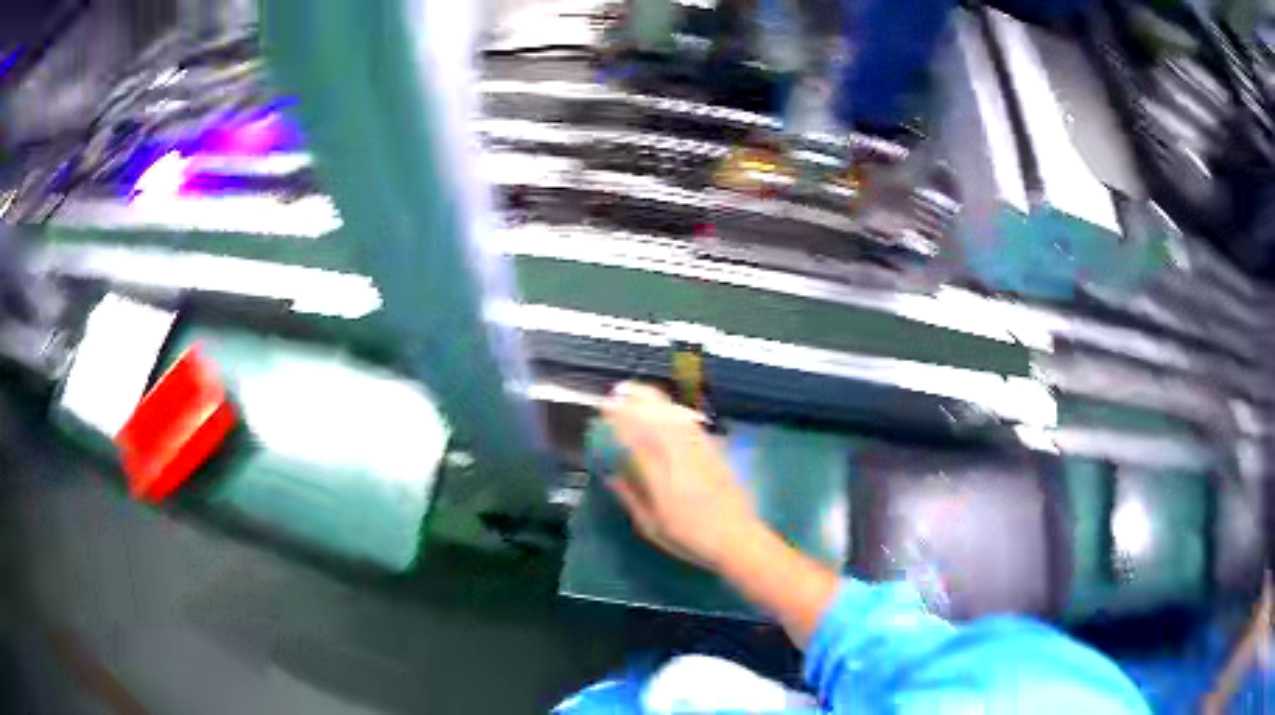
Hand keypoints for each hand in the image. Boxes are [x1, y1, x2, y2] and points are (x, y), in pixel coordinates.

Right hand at [601, 382, 763, 570]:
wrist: (737, 537)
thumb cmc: (690, 537)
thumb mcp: (651, 526)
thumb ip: (630, 497)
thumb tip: (611, 475)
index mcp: (658, 476)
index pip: (634, 438)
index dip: (619, 419)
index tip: (606, 406)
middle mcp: (678, 456)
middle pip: (655, 419)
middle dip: (636, 401)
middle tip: (619, 390)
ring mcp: (699, 451)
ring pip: (673, 417)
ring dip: (655, 400)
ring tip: (638, 390)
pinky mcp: (715, 450)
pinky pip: (691, 423)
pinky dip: (676, 411)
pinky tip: (669, 407)